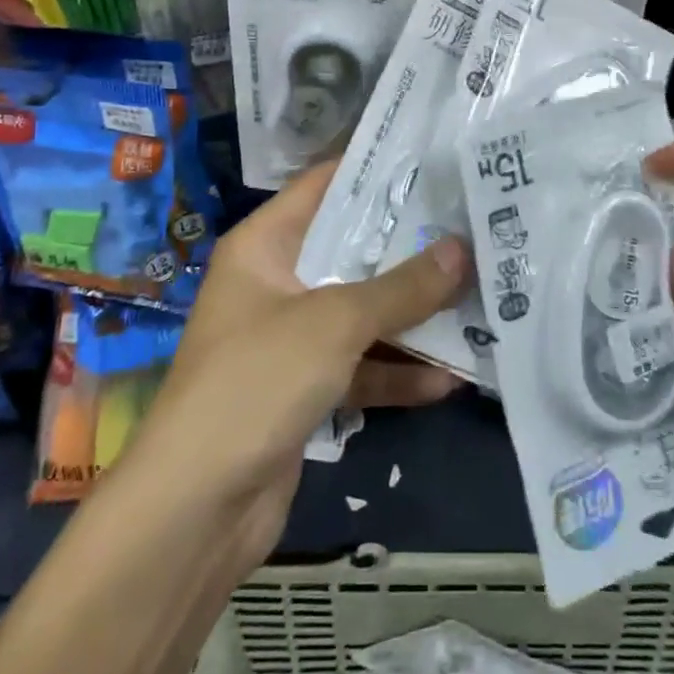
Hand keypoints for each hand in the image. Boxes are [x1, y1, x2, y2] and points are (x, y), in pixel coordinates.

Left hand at [117, 160, 471, 570]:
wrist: (195, 513)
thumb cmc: (256, 383)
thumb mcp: (335, 323)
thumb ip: (402, 287)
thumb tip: (462, 249)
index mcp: (266, 246)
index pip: (326, 185)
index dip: (377, 170)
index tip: (436, 160)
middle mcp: (278, 283)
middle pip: (353, 251)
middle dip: (412, 247)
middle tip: (474, 226)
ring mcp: (292, 339)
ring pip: (364, 312)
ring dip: (415, 314)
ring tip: (479, 298)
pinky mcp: (305, 389)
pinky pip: (361, 365)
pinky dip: (399, 372)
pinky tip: (451, 378)